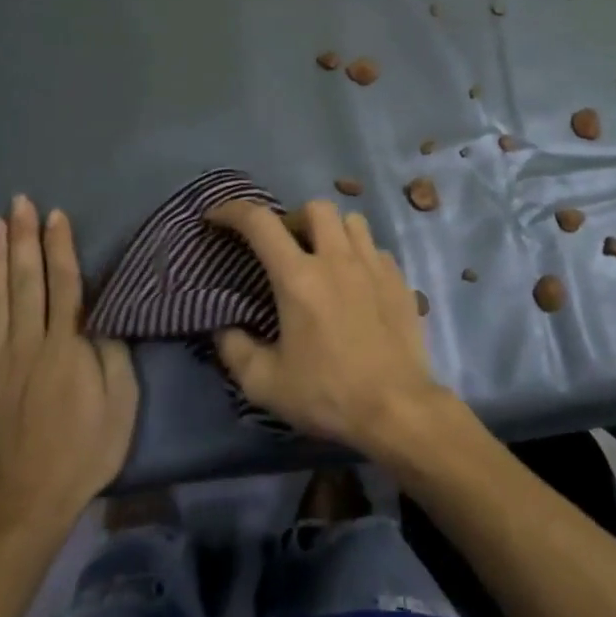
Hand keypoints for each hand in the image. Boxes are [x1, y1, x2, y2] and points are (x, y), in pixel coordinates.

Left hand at [0, 197, 137, 530]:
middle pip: (26, 280)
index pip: (65, 283)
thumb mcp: (120, 401)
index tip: (55, 214)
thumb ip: (111, 353)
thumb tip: (101, 316)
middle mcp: (29, 342)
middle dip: (24, 238)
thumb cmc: (85, 450)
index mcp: (67, 345)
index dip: (60, 247)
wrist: (27, 503)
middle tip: (19, 202)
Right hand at [206, 199, 451, 453]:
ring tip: (324, 258)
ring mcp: (373, 266)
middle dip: (294, 218)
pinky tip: (356, 283)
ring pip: (352, 220)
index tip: (217, 217)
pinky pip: (376, 248)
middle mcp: (337, 259)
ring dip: (331, 231)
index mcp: (299, 278)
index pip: (260, 223)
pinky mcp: (399, 280)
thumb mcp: (265, 384)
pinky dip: (360, 255)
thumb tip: (224, 328)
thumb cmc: (328, 394)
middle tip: (285, 247)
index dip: (233, 210)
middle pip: (316, 208)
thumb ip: (235, 350)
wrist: (397, 408)